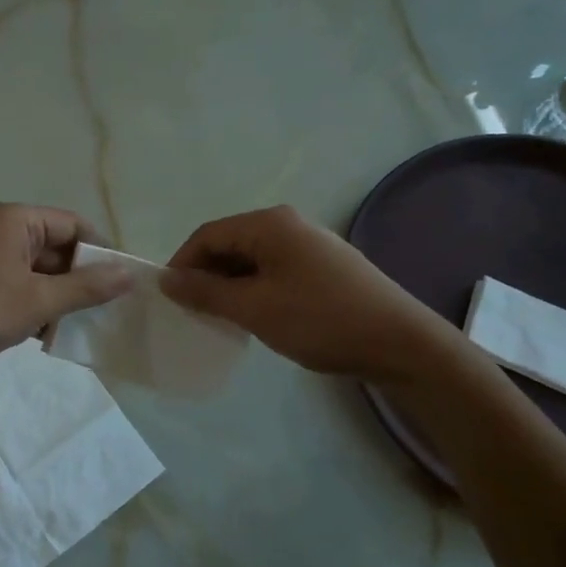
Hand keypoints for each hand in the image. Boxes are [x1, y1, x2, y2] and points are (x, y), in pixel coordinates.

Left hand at [0, 204, 130, 386]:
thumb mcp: (37, 301)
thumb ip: (86, 288)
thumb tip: (129, 274)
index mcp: (15, 220)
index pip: (74, 225)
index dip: (101, 252)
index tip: (123, 285)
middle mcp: (1, 231)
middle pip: (57, 248)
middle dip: (80, 280)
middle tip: (107, 312)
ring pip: (38, 273)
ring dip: (58, 298)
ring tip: (80, 328)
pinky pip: (18, 288)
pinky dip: (34, 307)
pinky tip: (46, 337)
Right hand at [160, 205, 454, 378]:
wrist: (399, 342)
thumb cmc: (319, 319)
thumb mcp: (254, 308)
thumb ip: (206, 292)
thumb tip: (166, 279)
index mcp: (269, 224)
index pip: (208, 234)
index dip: (182, 264)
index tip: (169, 298)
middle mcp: (288, 225)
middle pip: (229, 243)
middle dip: (205, 275)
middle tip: (192, 311)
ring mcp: (309, 245)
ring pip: (251, 260)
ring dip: (230, 286)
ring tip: (220, 318)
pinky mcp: (323, 267)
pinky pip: (274, 271)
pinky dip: (254, 290)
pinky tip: (254, 316)